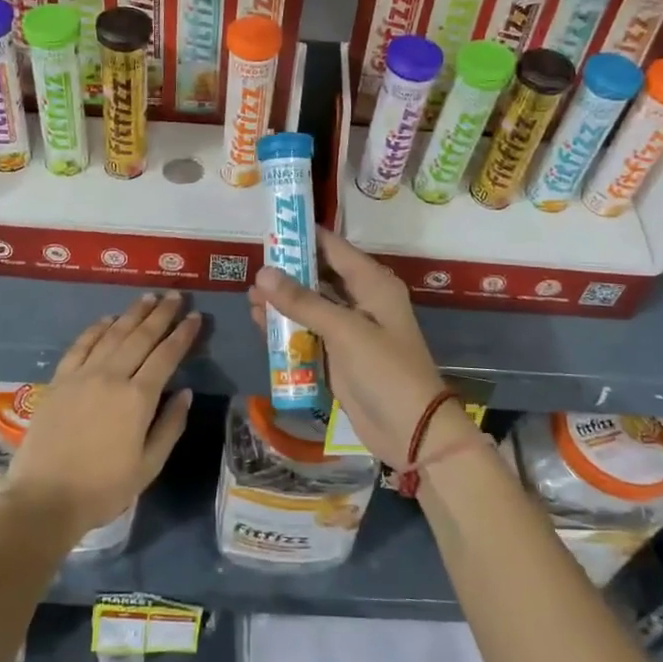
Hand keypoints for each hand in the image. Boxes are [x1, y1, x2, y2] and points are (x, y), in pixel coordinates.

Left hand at [2, 291, 196, 539]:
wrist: (44, 500)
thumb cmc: (102, 489)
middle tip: (175, 296)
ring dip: (132, 314)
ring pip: (112, 334)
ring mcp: (82, 375)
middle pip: (141, 336)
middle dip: (161, 314)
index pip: (166, 356)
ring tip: (148, 298)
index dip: (183, 334)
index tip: (196, 317)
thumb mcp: (148, 466)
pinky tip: (107, 319)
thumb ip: (170, 426)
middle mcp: (111, 377)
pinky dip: (96, 328)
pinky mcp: (59, 380)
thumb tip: (185, 392)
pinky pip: (81, 345)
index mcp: (138, 399)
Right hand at [247, 229, 469, 468]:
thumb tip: (263, 273)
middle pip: (320, 275)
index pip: (334, 248)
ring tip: (249, 299)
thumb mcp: (344, 331)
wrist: (412, 432)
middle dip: (287, 273)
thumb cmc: (385, 371)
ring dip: (284, 302)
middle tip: (252, 269)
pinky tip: (261, 325)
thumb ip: (303, 301)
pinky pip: (309, 333)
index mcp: (373, 284)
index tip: (270, 229)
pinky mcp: (339, 355)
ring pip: (311, 305)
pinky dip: (288, 328)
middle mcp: (362, 300)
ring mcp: (350, 329)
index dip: (303, 237)